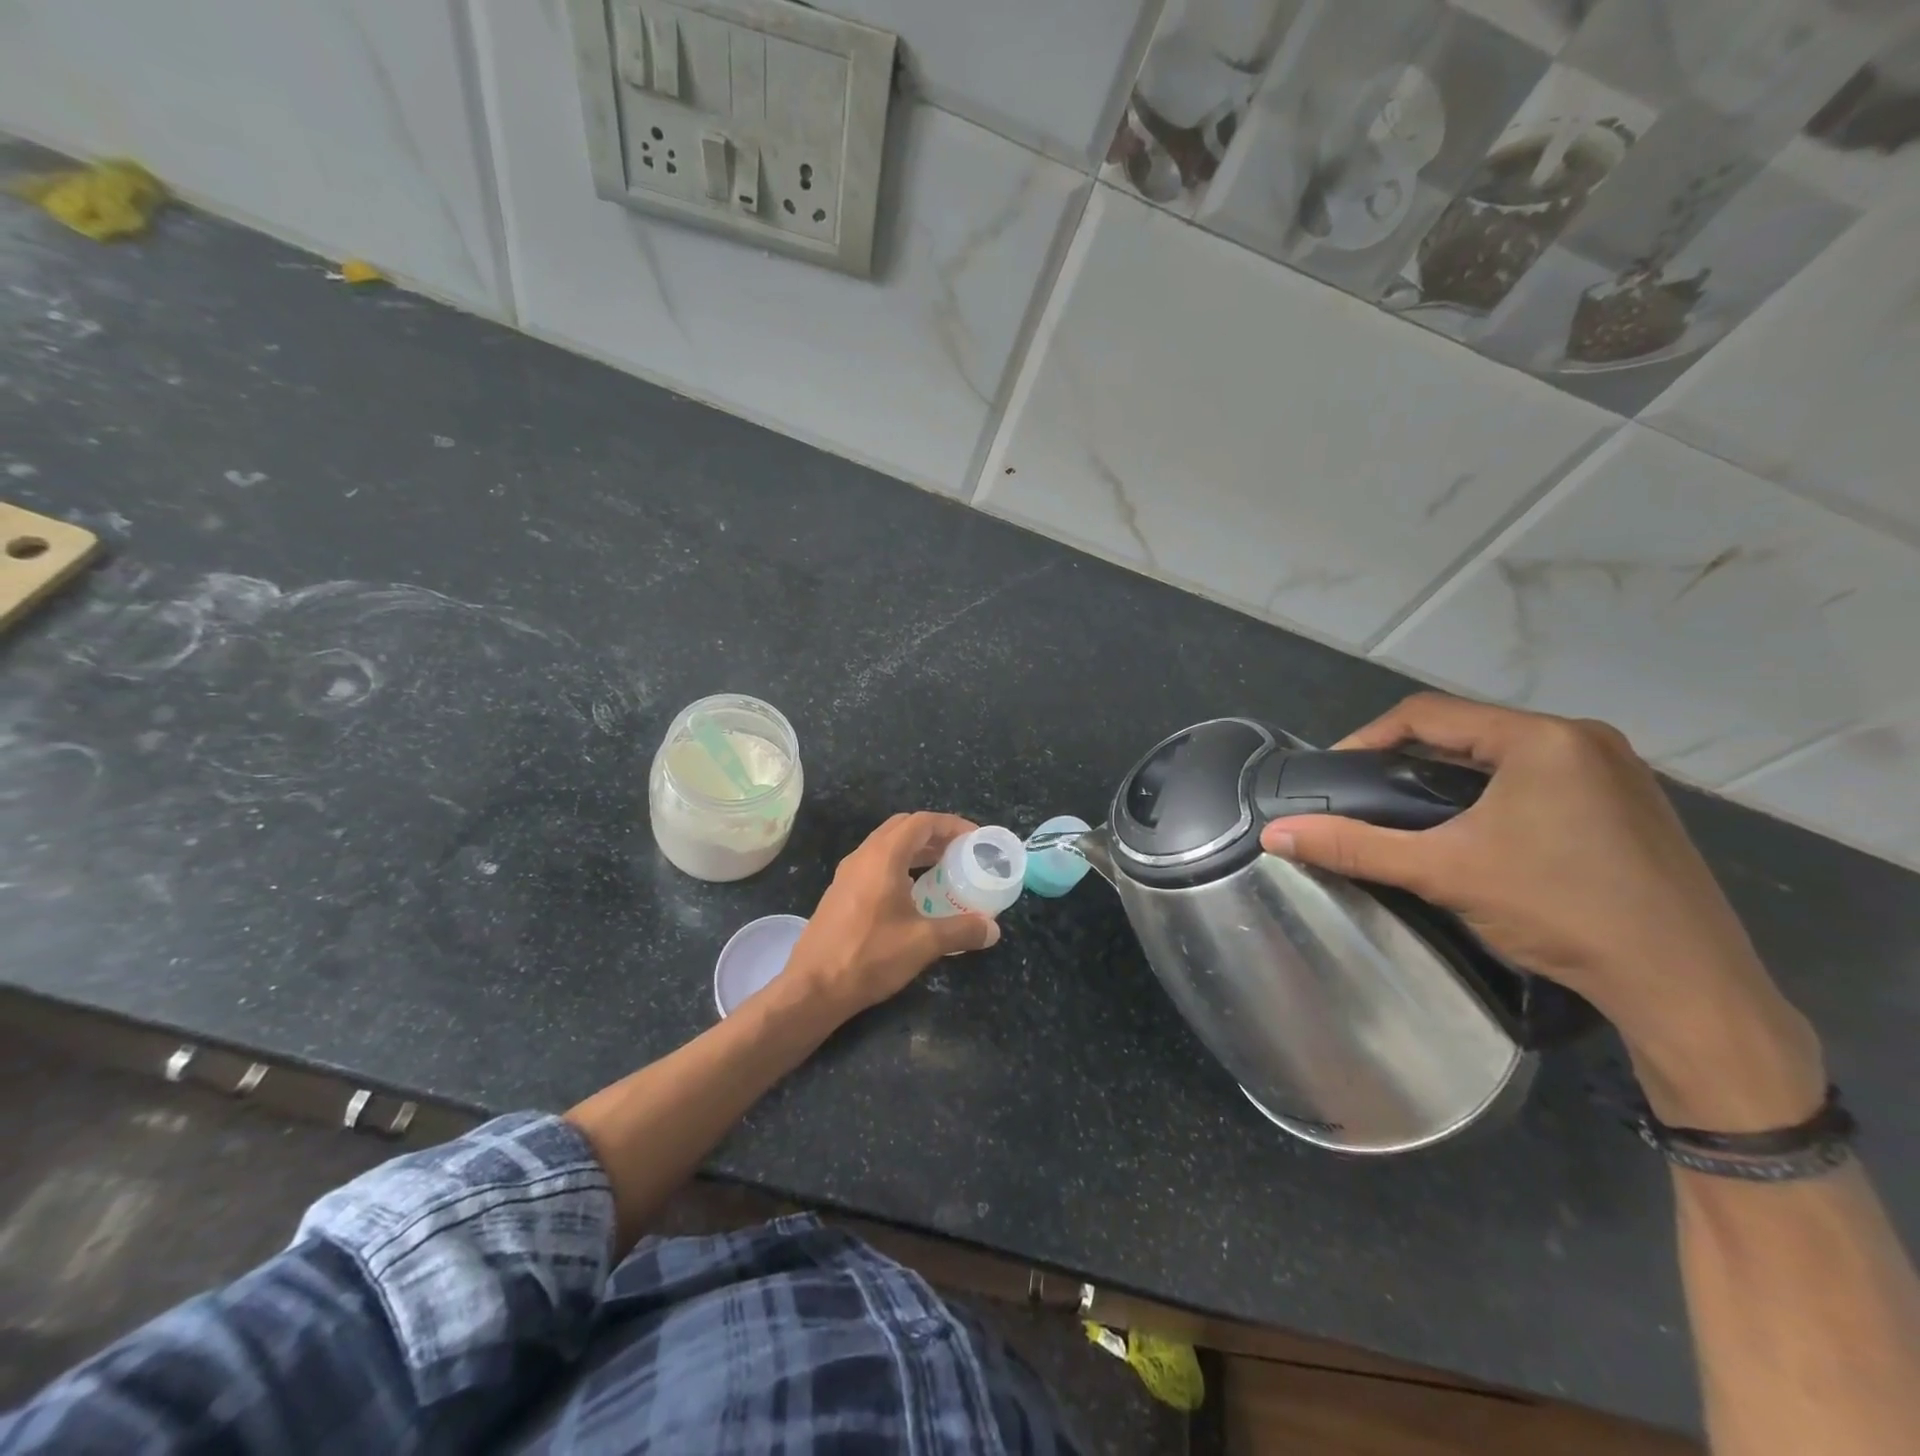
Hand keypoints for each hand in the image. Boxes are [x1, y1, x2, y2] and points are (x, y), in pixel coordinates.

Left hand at [786, 812, 999, 1017]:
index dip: (952, 825)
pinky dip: (899, 866)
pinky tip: (913, 894)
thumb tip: (993, 929)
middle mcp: (863, 856)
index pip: (922, 822)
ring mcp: (847, 874)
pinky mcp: (840, 893)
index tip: (975, 839)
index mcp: (884, 856)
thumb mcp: (924, 943)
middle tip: (960, 852)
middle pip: (902, 828)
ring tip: (942, 870)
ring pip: (886, 846)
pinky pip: (875, 865)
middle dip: (934, 834)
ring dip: (915, 850)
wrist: (813, 988)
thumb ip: (962, 931)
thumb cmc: (870, 956)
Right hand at [1259, 693, 1823, 1129]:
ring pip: (1503, 757)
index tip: (1334, 773)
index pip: (1428, 714)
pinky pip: (1539, 781)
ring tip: (1410, 815)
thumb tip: (1273, 834)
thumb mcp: (1443, 872)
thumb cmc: (1561, 910)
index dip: (1368, 738)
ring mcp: (1616, 773)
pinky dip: (1493, 796)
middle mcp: (1584, 740)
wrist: (1688, 988)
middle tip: (1367, 797)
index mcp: (1543, 738)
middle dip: (1407, 760)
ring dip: (1450, 779)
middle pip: (1467, 732)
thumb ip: (1355, 846)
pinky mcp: (1630, 808)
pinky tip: (1477, 835)